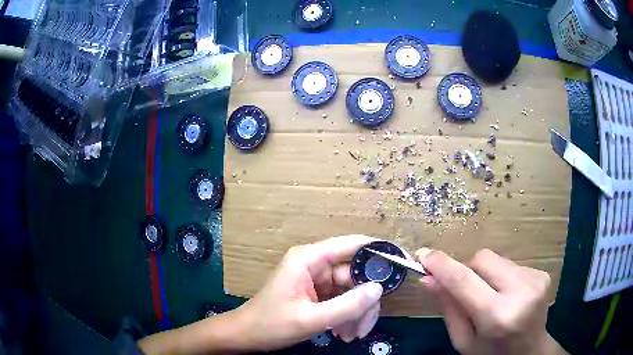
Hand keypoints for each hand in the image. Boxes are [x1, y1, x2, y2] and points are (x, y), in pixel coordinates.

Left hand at [234, 235, 383, 350]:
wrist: (246, 336)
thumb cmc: (271, 324)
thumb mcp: (311, 319)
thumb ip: (347, 305)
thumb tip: (380, 289)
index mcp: (309, 259)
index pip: (352, 244)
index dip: (378, 250)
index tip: (402, 261)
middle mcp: (315, 264)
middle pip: (355, 275)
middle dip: (364, 302)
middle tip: (365, 327)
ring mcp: (317, 280)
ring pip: (352, 291)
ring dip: (356, 314)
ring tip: (351, 336)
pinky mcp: (318, 293)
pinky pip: (342, 301)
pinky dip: (347, 316)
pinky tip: (343, 333)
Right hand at [415, 248, 566, 354]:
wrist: (530, 351)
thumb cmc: (491, 353)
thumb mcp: (463, 340)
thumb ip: (448, 308)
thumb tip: (429, 279)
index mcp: (497, 317)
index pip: (464, 281)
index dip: (442, 265)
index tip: (423, 254)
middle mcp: (520, 292)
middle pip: (482, 259)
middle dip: (466, 269)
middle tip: (464, 290)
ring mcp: (535, 279)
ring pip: (496, 259)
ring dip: (485, 274)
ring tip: (490, 297)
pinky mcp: (542, 273)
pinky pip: (510, 264)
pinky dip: (500, 276)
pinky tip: (506, 295)